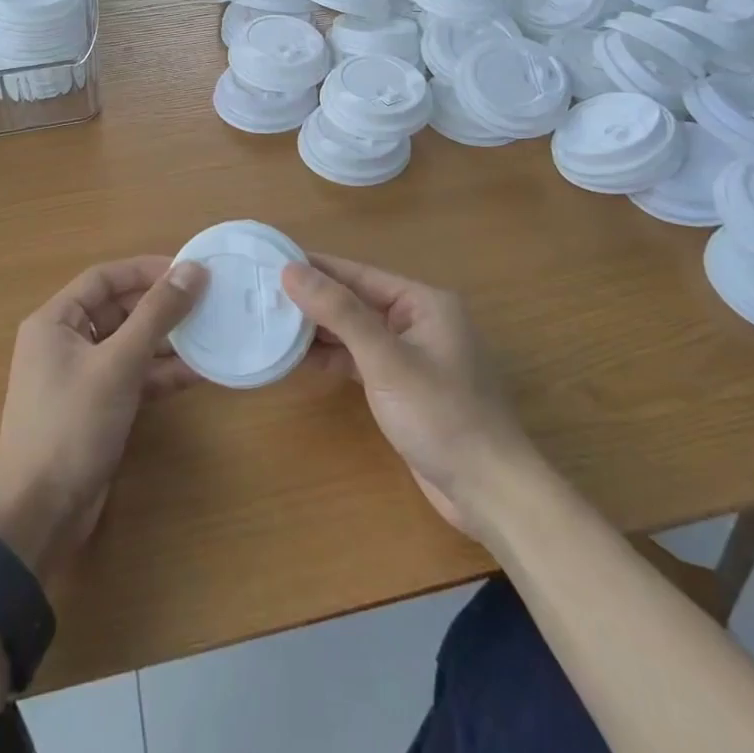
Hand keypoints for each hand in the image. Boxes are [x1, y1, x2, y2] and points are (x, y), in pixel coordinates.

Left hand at [0, 257, 207, 577]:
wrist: (39, 514)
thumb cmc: (72, 424)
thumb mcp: (119, 363)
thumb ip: (157, 314)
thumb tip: (193, 270)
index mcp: (55, 321)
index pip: (105, 278)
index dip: (147, 269)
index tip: (189, 270)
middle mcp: (64, 341)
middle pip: (118, 309)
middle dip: (161, 306)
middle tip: (207, 302)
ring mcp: (80, 377)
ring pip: (129, 344)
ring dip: (166, 341)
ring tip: (210, 333)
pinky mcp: (95, 407)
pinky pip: (132, 376)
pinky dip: (160, 373)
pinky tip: (197, 373)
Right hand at [285, 255, 526, 536]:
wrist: (490, 492)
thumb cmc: (441, 415)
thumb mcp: (385, 359)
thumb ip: (339, 312)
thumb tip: (292, 270)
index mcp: (424, 302)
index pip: (359, 274)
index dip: (316, 267)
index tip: (273, 259)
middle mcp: (420, 321)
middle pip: (357, 301)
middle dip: (314, 299)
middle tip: (263, 294)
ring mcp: (413, 356)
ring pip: (357, 332)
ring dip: (320, 331)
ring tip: (272, 323)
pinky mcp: (405, 388)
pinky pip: (362, 360)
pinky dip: (334, 358)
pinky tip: (300, 359)